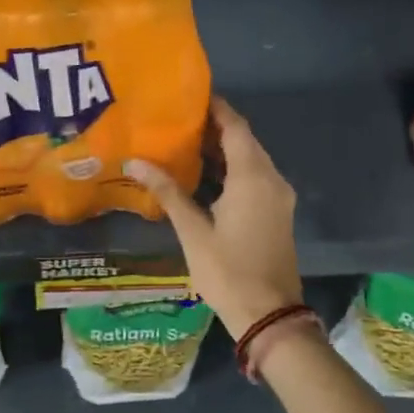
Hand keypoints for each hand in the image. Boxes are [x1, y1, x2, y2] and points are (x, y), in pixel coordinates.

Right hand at [125, 98, 301, 338]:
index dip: (216, 108)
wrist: (269, 316)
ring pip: (251, 160)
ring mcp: (277, 198)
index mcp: (253, 177)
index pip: (235, 127)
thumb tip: (136, 162)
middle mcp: (271, 179)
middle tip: (178, 118)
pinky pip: (255, 177)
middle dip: (215, 127)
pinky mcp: (276, 213)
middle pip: (244, 140)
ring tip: (184, 141)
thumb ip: (168, 192)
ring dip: (223, 149)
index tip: (189, 95)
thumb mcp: (193, 231)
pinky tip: (205, 173)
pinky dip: (232, 169)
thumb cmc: (228, 271)